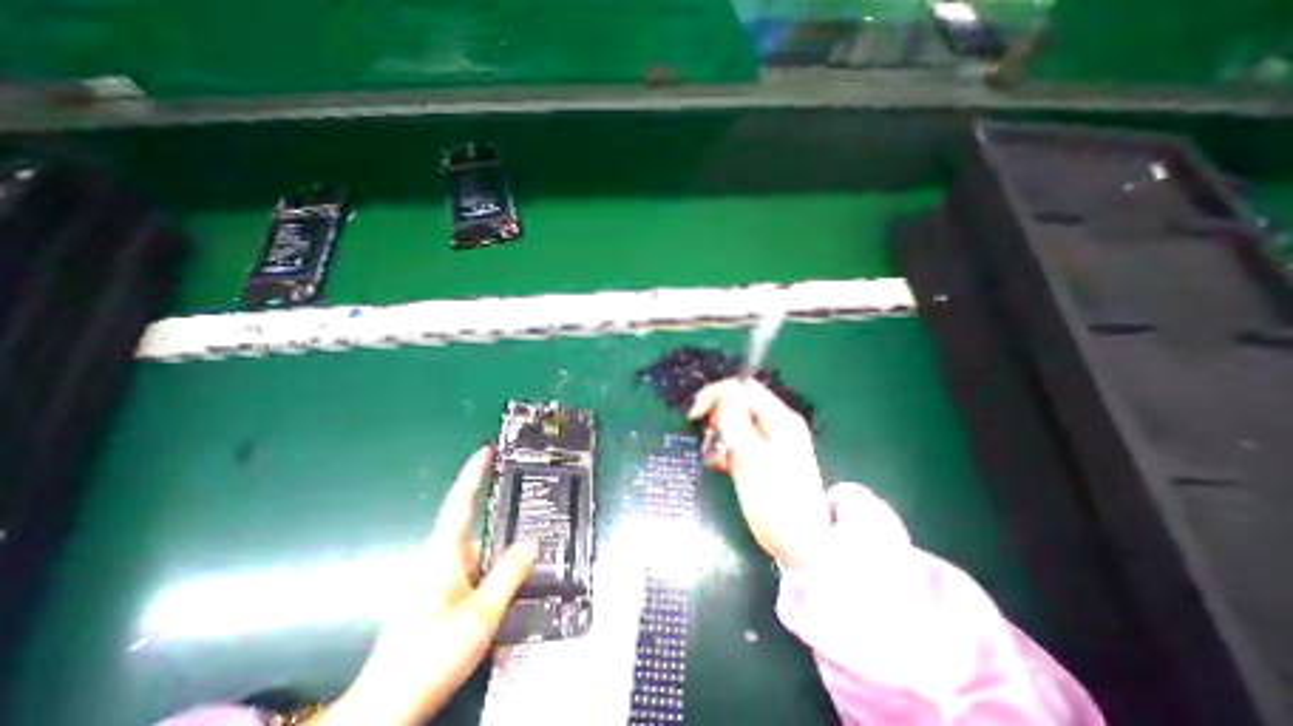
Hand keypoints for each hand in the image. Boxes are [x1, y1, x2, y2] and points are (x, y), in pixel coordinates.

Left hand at [311, 447, 536, 725]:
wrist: (387, 707)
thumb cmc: (430, 655)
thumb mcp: (481, 614)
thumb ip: (508, 574)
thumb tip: (531, 541)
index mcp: (444, 553)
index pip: (460, 501)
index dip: (473, 473)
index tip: (485, 450)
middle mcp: (438, 558)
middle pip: (469, 520)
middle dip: (494, 503)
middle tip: (523, 489)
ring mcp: (436, 577)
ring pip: (473, 546)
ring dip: (495, 538)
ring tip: (526, 534)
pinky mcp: (438, 593)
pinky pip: (471, 565)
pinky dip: (491, 561)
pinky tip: (508, 574)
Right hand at [691, 377, 832, 568]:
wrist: (802, 543)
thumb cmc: (777, 502)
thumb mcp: (752, 460)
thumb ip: (736, 424)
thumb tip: (724, 395)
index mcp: (780, 419)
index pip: (743, 388)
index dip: (716, 395)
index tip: (695, 414)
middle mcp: (777, 423)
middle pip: (739, 402)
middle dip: (718, 416)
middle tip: (710, 441)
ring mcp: (771, 439)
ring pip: (736, 421)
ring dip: (720, 435)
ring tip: (717, 459)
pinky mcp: (764, 455)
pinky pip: (739, 439)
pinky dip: (727, 448)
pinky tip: (722, 465)